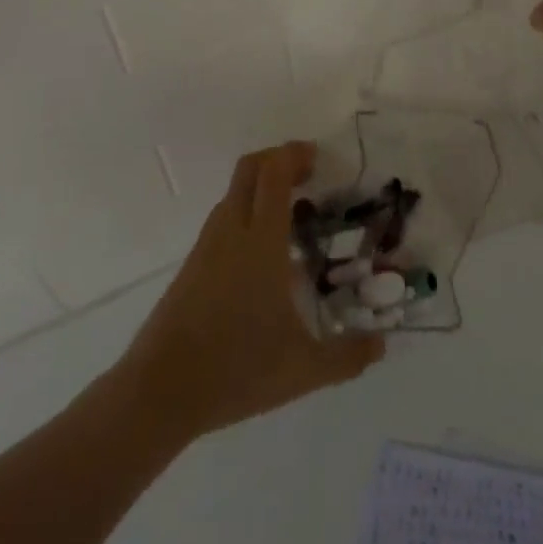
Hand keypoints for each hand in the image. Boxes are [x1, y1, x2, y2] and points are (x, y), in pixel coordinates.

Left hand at [118, 141, 383, 441]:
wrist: (160, 389)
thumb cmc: (236, 369)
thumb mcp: (303, 370)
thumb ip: (347, 356)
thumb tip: (382, 343)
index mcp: (261, 242)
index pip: (274, 174)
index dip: (294, 154)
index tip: (317, 156)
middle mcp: (232, 231)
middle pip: (250, 168)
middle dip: (279, 159)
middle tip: (308, 174)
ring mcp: (208, 245)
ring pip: (234, 192)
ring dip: (262, 187)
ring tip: (293, 214)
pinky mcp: (193, 263)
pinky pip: (224, 218)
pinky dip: (247, 212)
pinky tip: (265, 253)